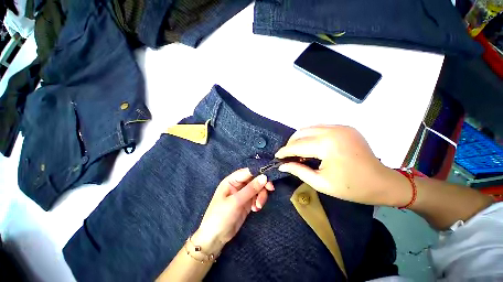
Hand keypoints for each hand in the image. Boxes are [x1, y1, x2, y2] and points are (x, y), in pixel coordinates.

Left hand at [193, 169, 273, 253]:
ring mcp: (243, 193)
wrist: (215, 238)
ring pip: (257, 188)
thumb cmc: (221, 216)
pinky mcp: (247, 202)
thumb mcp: (236, 201)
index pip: (248, 171)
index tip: (269, 178)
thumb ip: (251, 189)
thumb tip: (264, 177)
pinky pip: (257, 197)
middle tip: (270, 190)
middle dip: (262, 185)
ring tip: (258, 206)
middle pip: (254, 179)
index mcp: (232, 180)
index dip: (259, 172)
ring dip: (261, 195)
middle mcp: (238, 185)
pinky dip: (259, 201)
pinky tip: (255, 209)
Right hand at [275, 125, 400, 205]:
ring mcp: (339, 127)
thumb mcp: (321, 183)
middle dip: (291, 144)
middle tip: (288, 156)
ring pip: (309, 128)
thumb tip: (282, 165)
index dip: (284, 151)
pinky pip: (319, 128)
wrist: (384, 182)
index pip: (297, 145)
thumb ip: (299, 171)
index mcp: (327, 145)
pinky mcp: (344, 127)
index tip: (277, 156)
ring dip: (299, 139)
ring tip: (298, 151)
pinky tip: (311, 146)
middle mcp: (332, 130)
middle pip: (301, 133)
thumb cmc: (352, 187)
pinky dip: (311, 135)